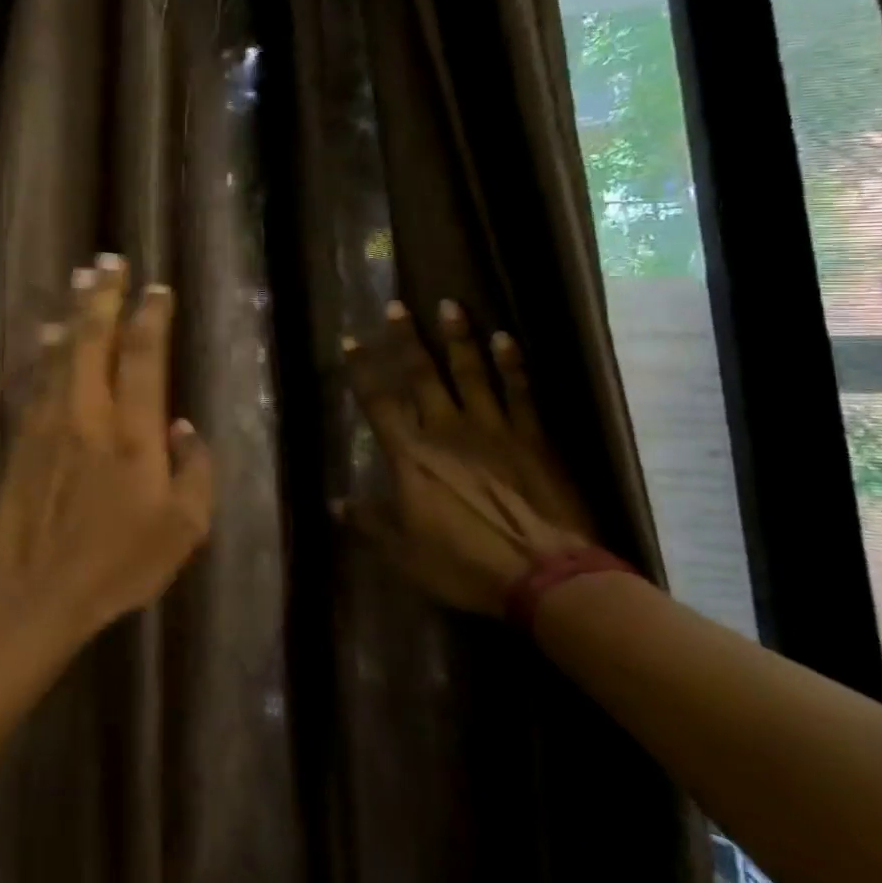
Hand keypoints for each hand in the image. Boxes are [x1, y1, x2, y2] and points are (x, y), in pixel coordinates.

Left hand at [0, 255, 215, 643]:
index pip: (143, 359)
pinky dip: (47, 351)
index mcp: (133, 434)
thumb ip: (195, 474)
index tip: (157, 289)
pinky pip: (39, 379)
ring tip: (80, 278)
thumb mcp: (182, 532)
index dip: (151, 318)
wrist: (36, 590)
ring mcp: (50, 422)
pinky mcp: (24, 436)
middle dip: (104, 296)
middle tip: (109, 260)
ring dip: (74, 312)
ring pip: (63, 352)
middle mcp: (90, 414)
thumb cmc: (117, 565)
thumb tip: (186, 428)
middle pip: (96, 339)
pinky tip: (48, 333)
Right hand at [340, 299, 592, 615]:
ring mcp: (493, 430)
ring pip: (471, 373)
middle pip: (422, 376)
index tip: (351, 340)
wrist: (546, 576)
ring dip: (458, 338)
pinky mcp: (533, 439)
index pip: (378, 403)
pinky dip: (512, 365)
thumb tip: (335, 504)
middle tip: (397, 305)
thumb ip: (369, 522)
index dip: (362, 370)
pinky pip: (520, 393)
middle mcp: (447, 431)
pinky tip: (506, 339)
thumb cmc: (465, 563)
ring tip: (450, 305)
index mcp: (411, 456)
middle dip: (406, 339)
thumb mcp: (404, 553)